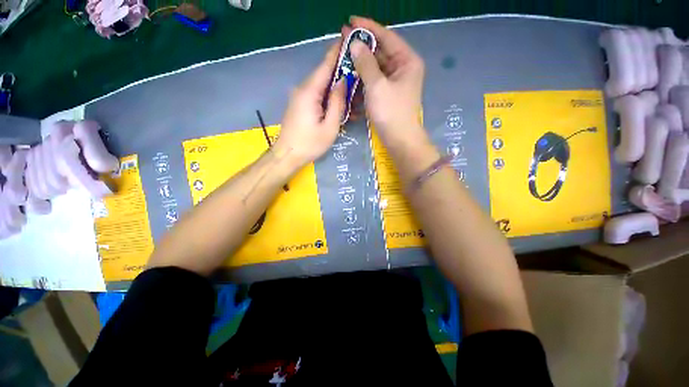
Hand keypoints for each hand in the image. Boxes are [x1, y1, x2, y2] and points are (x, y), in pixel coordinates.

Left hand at [275, 41, 346, 166]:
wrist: (287, 155)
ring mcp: (299, 96)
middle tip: (358, 74)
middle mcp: (302, 89)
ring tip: (351, 94)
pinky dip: (328, 96)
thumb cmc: (310, 144)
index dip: (337, 52)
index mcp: (310, 92)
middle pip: (324, 74)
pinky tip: (338, 104)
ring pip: (321, 85)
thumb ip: (337, 103)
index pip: (325, 65)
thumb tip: (343, 81)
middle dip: (341, 72)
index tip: (349, 41)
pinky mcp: (299, 104)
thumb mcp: (330, 126)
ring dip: (336, 87)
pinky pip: (316, 95)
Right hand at [348, 17, 428, 150]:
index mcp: (406, 61)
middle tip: (343, 40)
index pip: (386, 37)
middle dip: (362, 47)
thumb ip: (366, 63)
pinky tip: (351, 77)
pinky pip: (374, 82)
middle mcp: (402, 69)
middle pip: (380, 52)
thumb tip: (355, 43)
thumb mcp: (377, 85)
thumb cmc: (391, 112)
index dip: (368, 27)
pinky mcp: (388, 95)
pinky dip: (363, 80)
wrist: (399, 140)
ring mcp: (395, 83)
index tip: (350, 21)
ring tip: (344, 58)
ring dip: (360, 65)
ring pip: (376, 68)